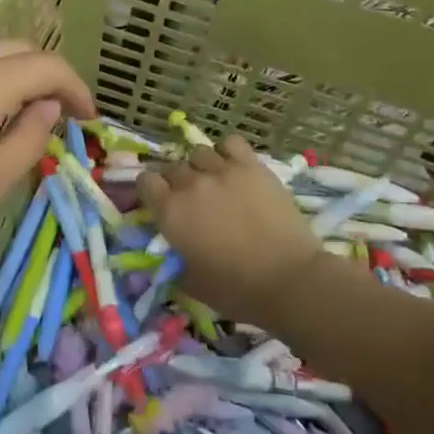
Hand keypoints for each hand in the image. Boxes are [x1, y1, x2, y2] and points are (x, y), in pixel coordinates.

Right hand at [135, 133, 320, 326]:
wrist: (289, 280)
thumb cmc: (237, 290)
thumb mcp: (192, 283)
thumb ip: (175, 260)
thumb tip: (172, 252)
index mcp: (170, 212)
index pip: (145, 181)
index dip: (150, 190)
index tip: (160, 202)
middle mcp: (191, 184)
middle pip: (172, 167)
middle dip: (176, 182)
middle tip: (191, 200)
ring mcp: (222, 170)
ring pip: (199, 152)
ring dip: (201, 166)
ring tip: (214, 182)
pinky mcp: (251, 166)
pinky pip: (231, 143)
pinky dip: (228, 152)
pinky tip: (234, 167)